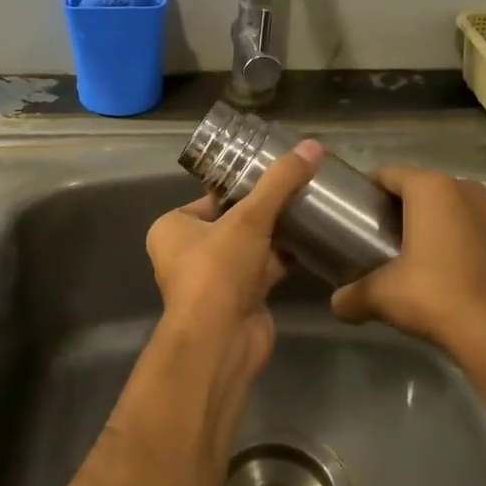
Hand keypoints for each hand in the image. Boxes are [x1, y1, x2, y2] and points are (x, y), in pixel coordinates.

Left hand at [144, 140, 324, 408]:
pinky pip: (263, 269)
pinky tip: (312, 241)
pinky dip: (283, 257)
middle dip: (265, 209)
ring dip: (277, 232)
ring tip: (311, 209)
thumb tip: (312, 146)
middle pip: (233, 221)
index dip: (243, 185)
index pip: (212, 197)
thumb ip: (280, 182)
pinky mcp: (239, 299)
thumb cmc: (218, 271)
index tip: (278, 172)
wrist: (220, 340)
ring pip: (250, 246)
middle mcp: (188, 252)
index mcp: (173, 228)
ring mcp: (214, 279)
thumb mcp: (249, 218)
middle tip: (301, 187)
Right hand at [330, 166, 485, 370]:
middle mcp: (468, 192)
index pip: (389, 173)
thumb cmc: (433, 296)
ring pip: (457, 211)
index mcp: (432, 190)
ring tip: (417, 256)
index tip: (357, 212)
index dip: (370, 190)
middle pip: (425, 190)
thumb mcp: (380, 297)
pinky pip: (480, 237)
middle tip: (383, 235)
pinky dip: (464, 248)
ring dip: (438, 226)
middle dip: (405, 208)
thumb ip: (352, 295)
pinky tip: (452, 276)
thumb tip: (337, 303)